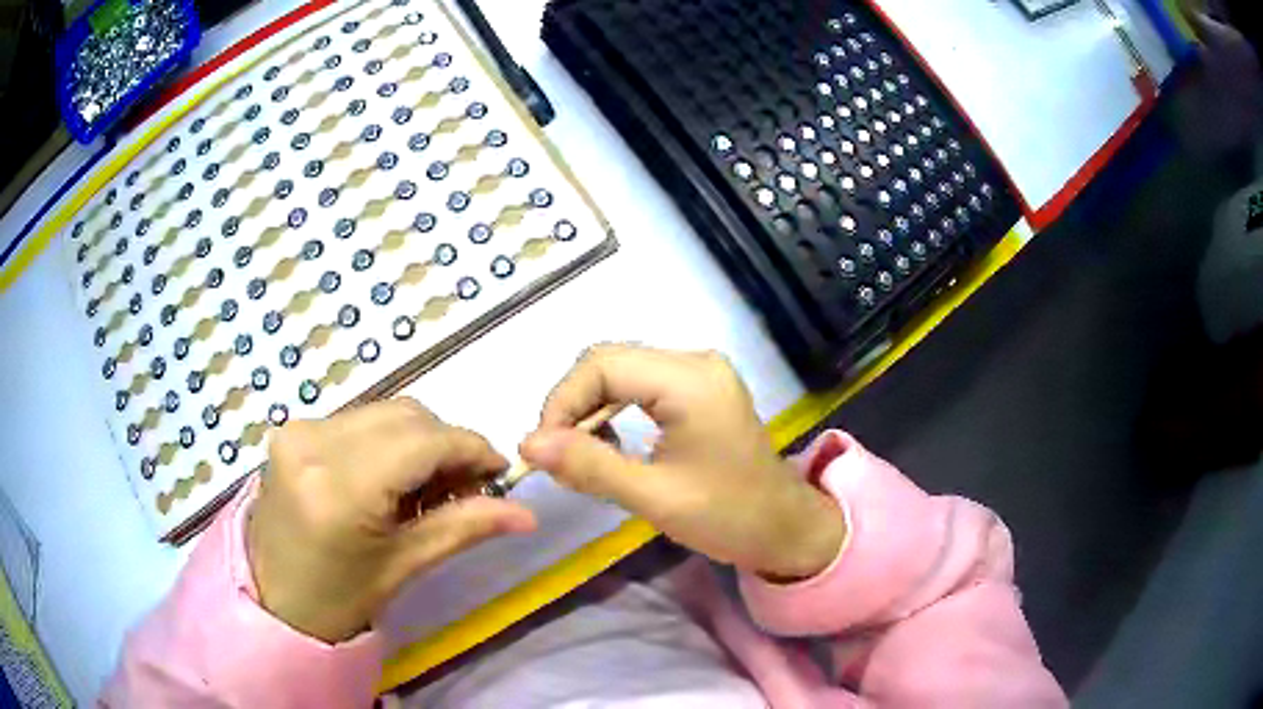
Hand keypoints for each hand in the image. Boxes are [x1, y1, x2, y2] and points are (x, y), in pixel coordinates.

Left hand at [248, 399, 536, 642]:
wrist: (272, 599)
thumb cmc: (338, 598)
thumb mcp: (403, 567)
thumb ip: (464, 528)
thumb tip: (526, 514)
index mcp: (340, 488)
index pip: (424, 441)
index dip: (471, 449)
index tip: (499, 472)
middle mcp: (313, 442)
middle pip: (407, 416)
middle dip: (446, 445)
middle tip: (464, 489)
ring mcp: (297, 430)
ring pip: (385, 412)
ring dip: (419, 440)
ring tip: (426, 488)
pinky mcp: (292, 429)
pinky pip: (359, 419)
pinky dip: (388, 440)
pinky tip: (391, 478)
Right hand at [521, 344, 844, 580]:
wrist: (784, 528)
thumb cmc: (727, 517)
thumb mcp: (654, 496)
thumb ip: (589, 466)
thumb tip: (527, 445)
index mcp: (690, 381)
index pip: (602, 364)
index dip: (562, 401)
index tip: (542, 448)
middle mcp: (695, 361)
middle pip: (610, 362)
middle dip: (573, 404)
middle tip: (555, 453)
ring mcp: (701, 372)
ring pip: (622, 372)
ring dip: (591, 408)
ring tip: (578, 453)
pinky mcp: (700, 388)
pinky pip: (641, 385)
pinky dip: (614, 410)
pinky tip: (608, 443)